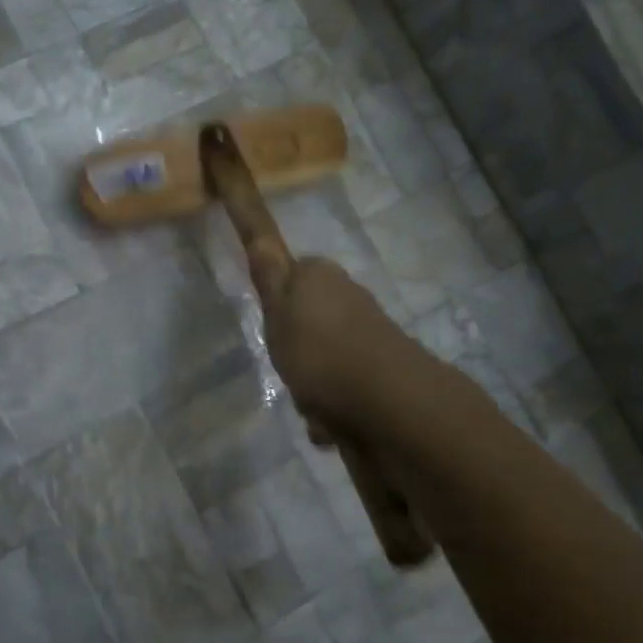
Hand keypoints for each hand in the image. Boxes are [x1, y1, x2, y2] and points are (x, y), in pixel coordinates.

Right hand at [247, 251, 408, 431]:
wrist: (386, 400)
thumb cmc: (318, 352)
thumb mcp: (278, 310)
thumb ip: (267, 271)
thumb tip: (256, 219)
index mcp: (319, 276)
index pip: (289, 275)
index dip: (276, 301)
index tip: (270, 327)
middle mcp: (347, 295)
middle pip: (308, 318)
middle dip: (296, 347)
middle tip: (286, 368)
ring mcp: (368, 330)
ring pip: (324, 354)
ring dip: (314, 381)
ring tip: (310, 403)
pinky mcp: (382, 364)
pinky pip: (343, 383)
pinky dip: (334, 403)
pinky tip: (330, 422)